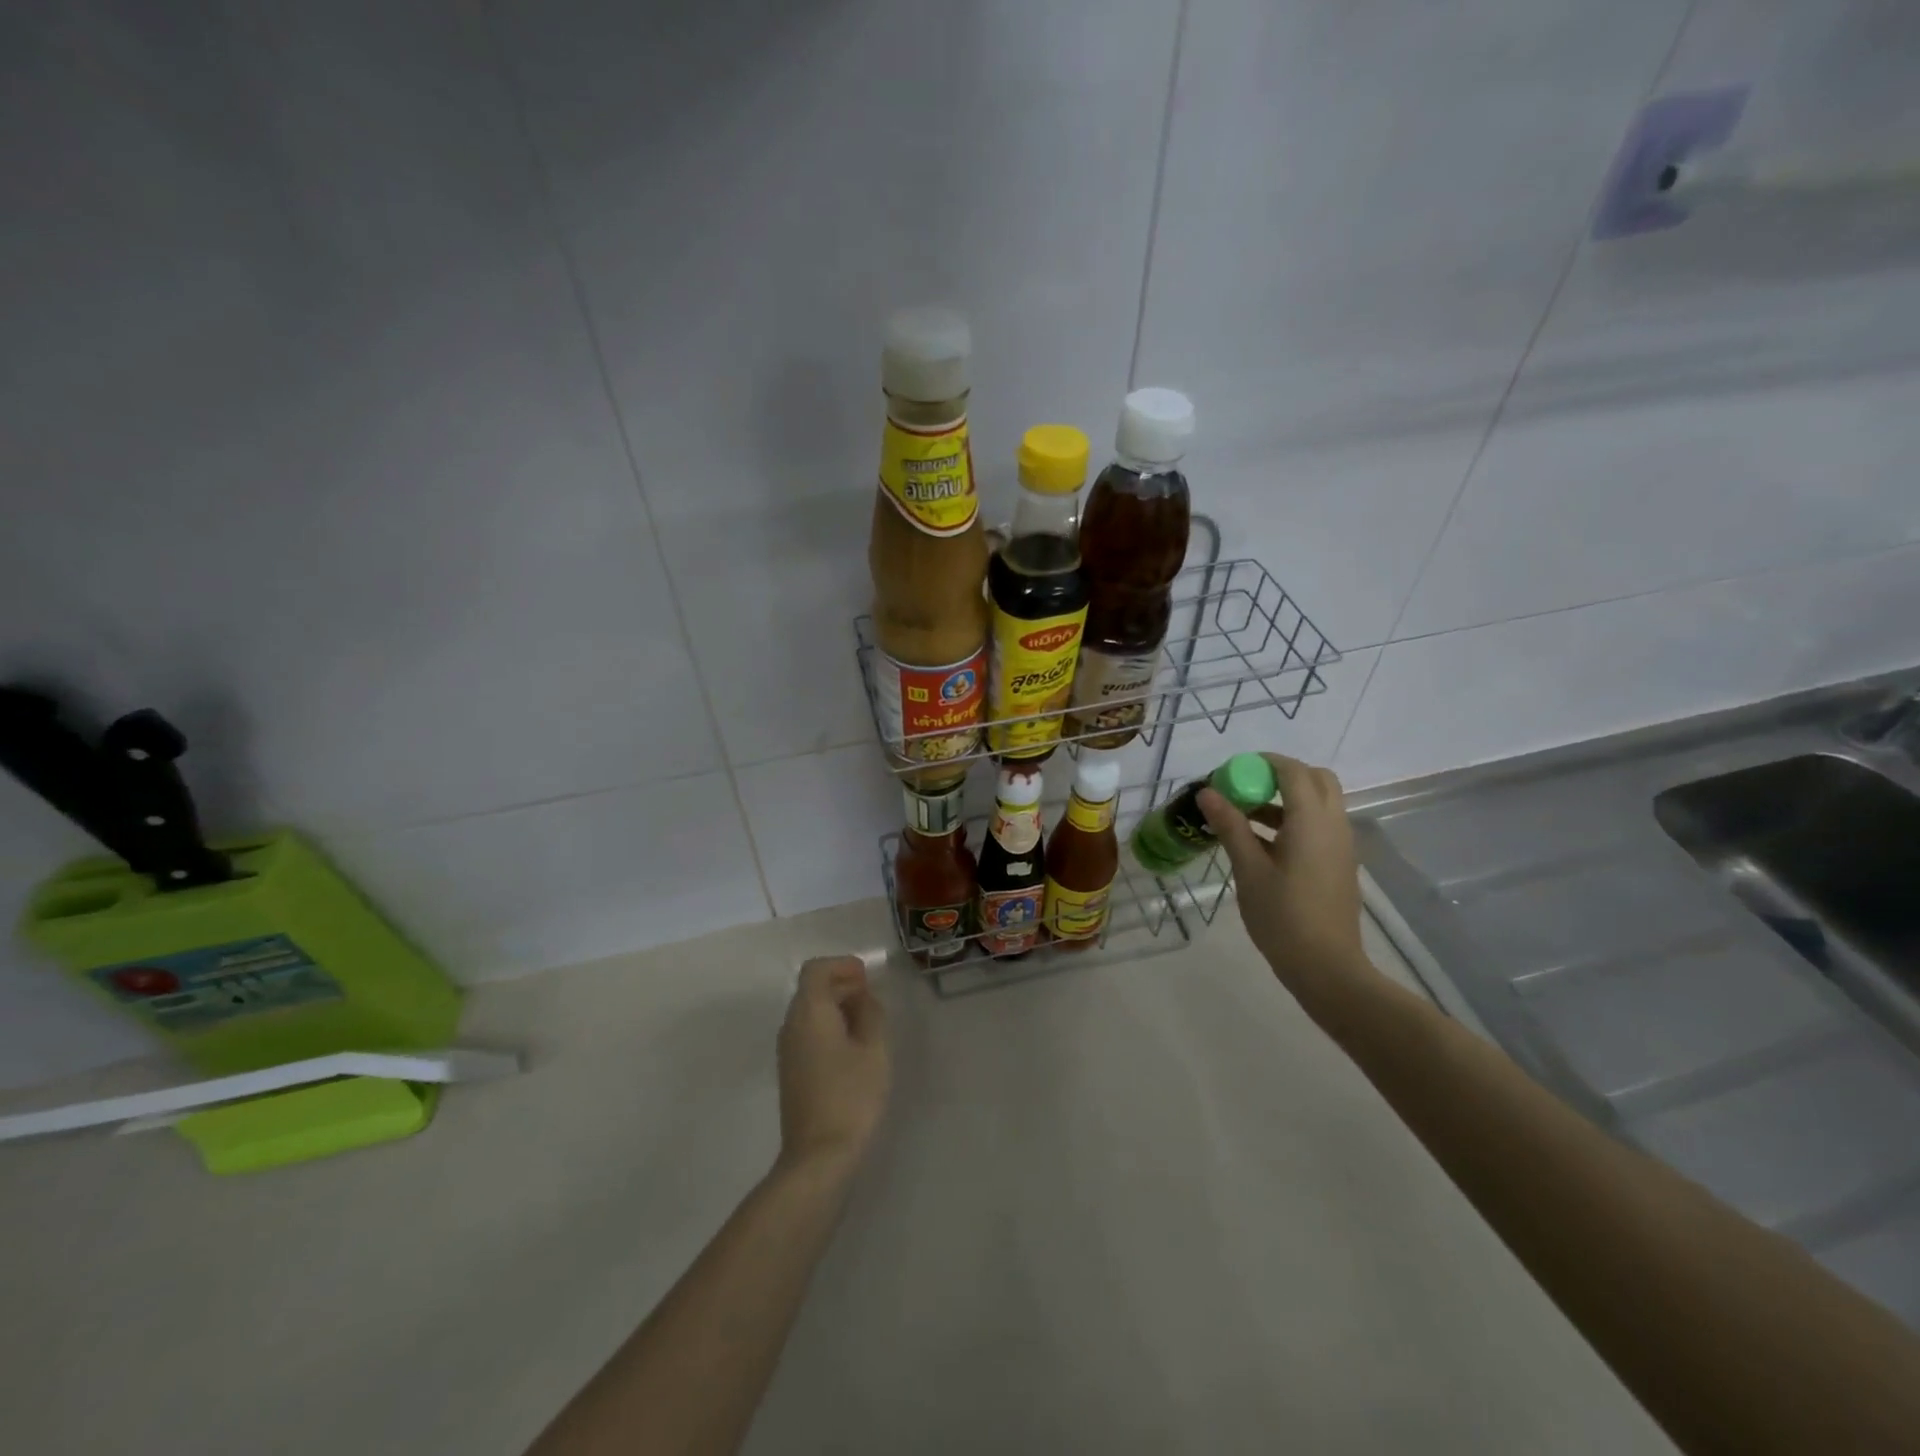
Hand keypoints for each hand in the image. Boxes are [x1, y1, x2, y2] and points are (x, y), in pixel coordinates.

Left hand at [775, 957, 890, 1179]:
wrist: (818, 1156)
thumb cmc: (851, 1095)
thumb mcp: (873, 1049)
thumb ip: (870, 1013)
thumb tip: (862, 997)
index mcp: (809, 1012)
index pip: (816, 970)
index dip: (841, 965)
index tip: (866, 976)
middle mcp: (791, 1025)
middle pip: (811, 989)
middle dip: (841, 984)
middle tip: (872, 995)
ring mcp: (787, 1050)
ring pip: (809, 1011)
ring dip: (836, 1006)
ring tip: (868, 1020)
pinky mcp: (791, 1071)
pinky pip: (808, 1032)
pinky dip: (829, 1026)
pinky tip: (853, 1045)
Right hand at [1198, 754, 1379, 1023]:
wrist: (1327, 967)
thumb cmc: (1283, 917)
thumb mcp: (1249, 870)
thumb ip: (1230, 826)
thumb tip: (1207, 792)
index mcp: (1312, 821)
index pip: (1292, 771)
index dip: (1262, 763)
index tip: (1230, 772)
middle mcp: (1334, 824)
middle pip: (1315, 779)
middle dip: (1280, 775)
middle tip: (1245, 789)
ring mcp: (1341, 845)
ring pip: (1319, 802)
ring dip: (1285, 798)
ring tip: (1244, 817)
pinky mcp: (1339, 863)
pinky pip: (1319, 825)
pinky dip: (1294, 820)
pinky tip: (1262, 845)